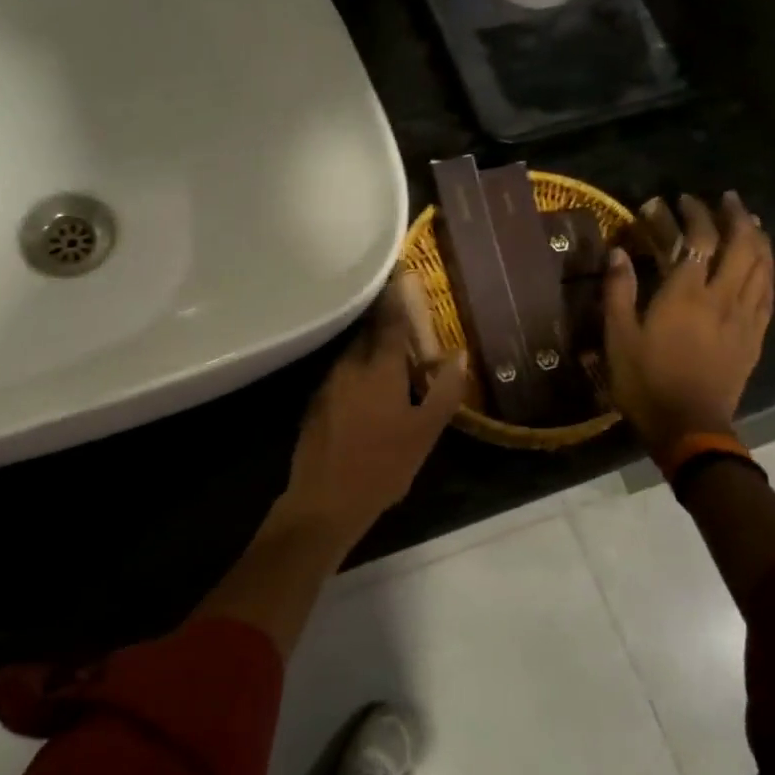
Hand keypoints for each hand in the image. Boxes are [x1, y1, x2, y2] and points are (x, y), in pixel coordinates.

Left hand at [274, 296, 467, 558]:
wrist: (325, 501)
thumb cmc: (383, 466)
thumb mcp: (425, 432)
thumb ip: (444, 390)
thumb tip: (459, 354)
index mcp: (378, 368)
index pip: (391, 321)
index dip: (399, 297)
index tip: (404, 274)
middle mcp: (348, 367)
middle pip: (368, 334)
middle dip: (384, 322)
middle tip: (403, 318)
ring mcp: (327, 385)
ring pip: (352, 355)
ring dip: (370, 348)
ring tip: (389, 352)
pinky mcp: (315, 405)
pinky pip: (340, 375)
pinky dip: (356, 370)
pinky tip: (366, 387)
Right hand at [603, 192, 773, 458]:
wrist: (688, 424)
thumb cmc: (645, 382)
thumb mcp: (618, 338)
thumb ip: (618, 292)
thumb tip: (618, 253)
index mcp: (686, 294)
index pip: (698, 240)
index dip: (692, 214)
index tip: (681, 200)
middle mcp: (723, 296)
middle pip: (741, 244)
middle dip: (734, 216)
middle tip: (724, 200)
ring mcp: (745, 315)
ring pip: (762, 264)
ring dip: (757, 236)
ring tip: (749, 221)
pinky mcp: (756, 335)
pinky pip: (769, 291)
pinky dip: (767, 267)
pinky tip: (762, 263)